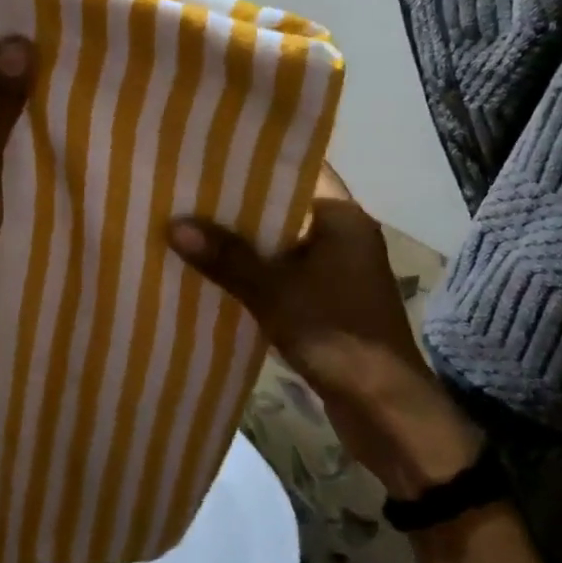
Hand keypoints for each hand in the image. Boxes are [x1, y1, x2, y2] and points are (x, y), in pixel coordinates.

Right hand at [168, 167, 482, 496]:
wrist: (387, 413)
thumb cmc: (339, 337)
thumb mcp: (276, 293)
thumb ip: (227, 258)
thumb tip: (174, 226)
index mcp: (342, 217)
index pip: (298, 168)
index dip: (257, 157)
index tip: (213, 149)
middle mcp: (342, 234)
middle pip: (284, 203)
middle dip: (240, 200)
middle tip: (189, 186)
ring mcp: (335, 268)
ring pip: (280, 240)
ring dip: (243, 238)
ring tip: (191, 221)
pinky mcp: (326, 299)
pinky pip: (283, 270)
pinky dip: (254, 269)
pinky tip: (213, 268)